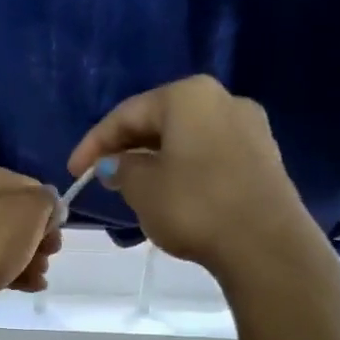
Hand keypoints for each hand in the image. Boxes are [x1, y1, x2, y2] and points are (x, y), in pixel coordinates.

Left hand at [0, 167, 61, 334]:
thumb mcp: (28, 211)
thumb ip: (47, 201)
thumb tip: (51, 204)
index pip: (37, 189)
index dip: (51, 211)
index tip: (55, 232)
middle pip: (28, 220)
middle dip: (43, 239)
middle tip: (47, 254)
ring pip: (17, 246)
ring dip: (34, 260)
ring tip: (37, 276)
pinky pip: (3, 267)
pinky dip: (19, 276)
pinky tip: (31, 287)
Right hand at [66, 75, 339, 301]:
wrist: (264, 243)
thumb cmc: (194, 206)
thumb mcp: (142, 188)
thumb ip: (122, 168)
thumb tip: (117, 164)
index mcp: (188, 96)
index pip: (127, 113)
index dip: (94, 143)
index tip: (74, 172)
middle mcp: (222, 100)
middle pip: (160, 120)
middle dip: (127, 147)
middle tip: (102, 176)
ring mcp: (249, 127)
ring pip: (186, 137)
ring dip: (155, 158)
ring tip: (133, 185)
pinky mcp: (263, 157)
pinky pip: (209, 154)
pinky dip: (182, 167)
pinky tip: (170, 191)